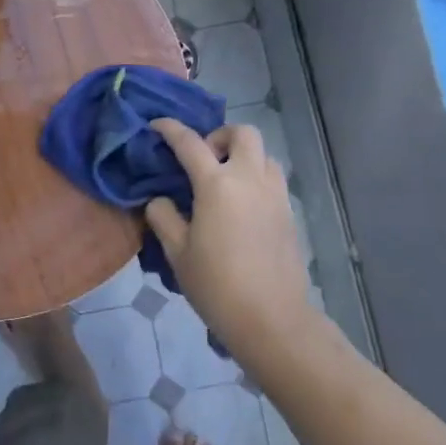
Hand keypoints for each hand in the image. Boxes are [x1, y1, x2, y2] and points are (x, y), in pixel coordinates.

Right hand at [145, 119, 319, 351]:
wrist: (271, 318)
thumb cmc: (217, 285)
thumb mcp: (177, 252)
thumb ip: (164, 217)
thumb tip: (160, 200)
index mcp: (217, 185)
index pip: (189, 143)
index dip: (170, 129)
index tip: (156, 126)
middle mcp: (250, 179)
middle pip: (242, 133)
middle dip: (219, 136)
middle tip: (203, 159)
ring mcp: (275, 194)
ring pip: (263, 153)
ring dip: (242, 156)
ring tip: (224, 181)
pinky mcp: (289, 212)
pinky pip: (273, 178)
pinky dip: (255, 177)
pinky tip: (241, 205)